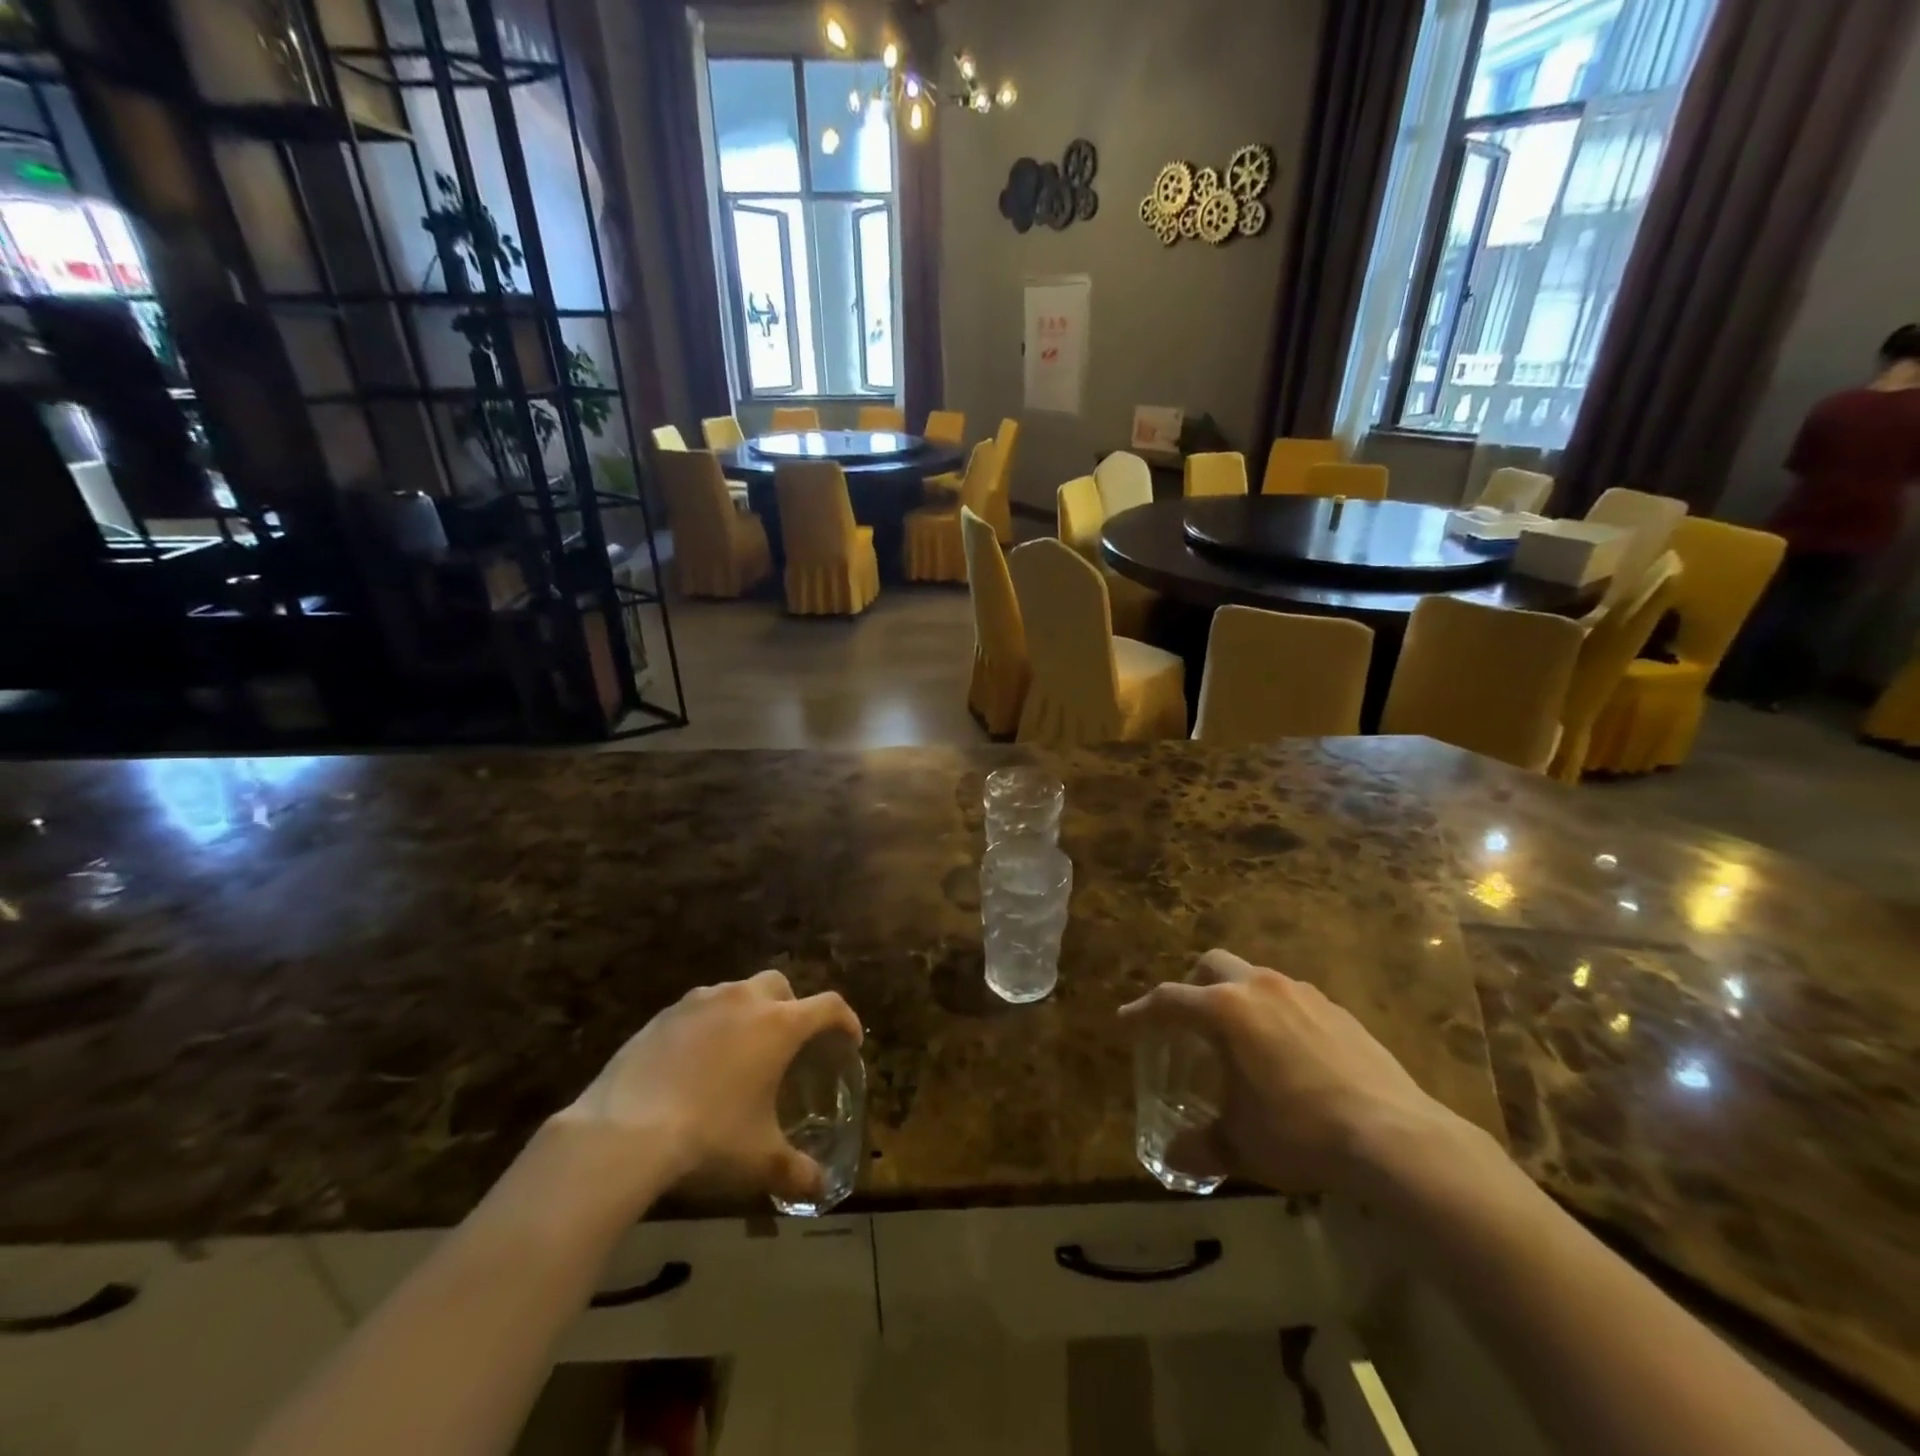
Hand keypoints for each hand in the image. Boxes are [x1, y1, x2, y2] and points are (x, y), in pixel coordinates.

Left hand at [553, 971, 861, 1208]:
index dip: (845, 1020)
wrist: (623, 1132)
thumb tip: (822, 1189)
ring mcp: (700, 1002)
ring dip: (748, 1012)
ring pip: (737, 992)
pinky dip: (709, 1025)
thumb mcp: (760, 1161)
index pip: (828, 1006)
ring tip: (739, 1051)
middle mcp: (744, 1000)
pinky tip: (696, 1061)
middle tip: (789, 1043)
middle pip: (781, 986)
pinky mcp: (663, 1014)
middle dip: (792, 1007)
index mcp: (779, 1025)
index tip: (850, 1040)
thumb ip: (797, 1171)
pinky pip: (698, 1009)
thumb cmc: (709, 1138)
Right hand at [1122, 949, 1460, 1194]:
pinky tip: (1289, 1056)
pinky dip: (1277, 1016)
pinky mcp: (1339, 1011)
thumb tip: (1173, 1156)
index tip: (1128, 1020)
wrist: (1396, 1138)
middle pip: (1213, 965)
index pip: (1170, 999)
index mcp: (1226, 1010)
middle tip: (1189, 1024)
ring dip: (1238, 1000)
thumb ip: (1201, 1146)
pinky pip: (1293, 1000)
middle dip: (1193, 987)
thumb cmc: (1301, 1133)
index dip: (1143, 1010)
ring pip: (1255, 978)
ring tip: (1242, 1042)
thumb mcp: (1242, 1145)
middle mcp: (1261, 988)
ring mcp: (1304, 994)